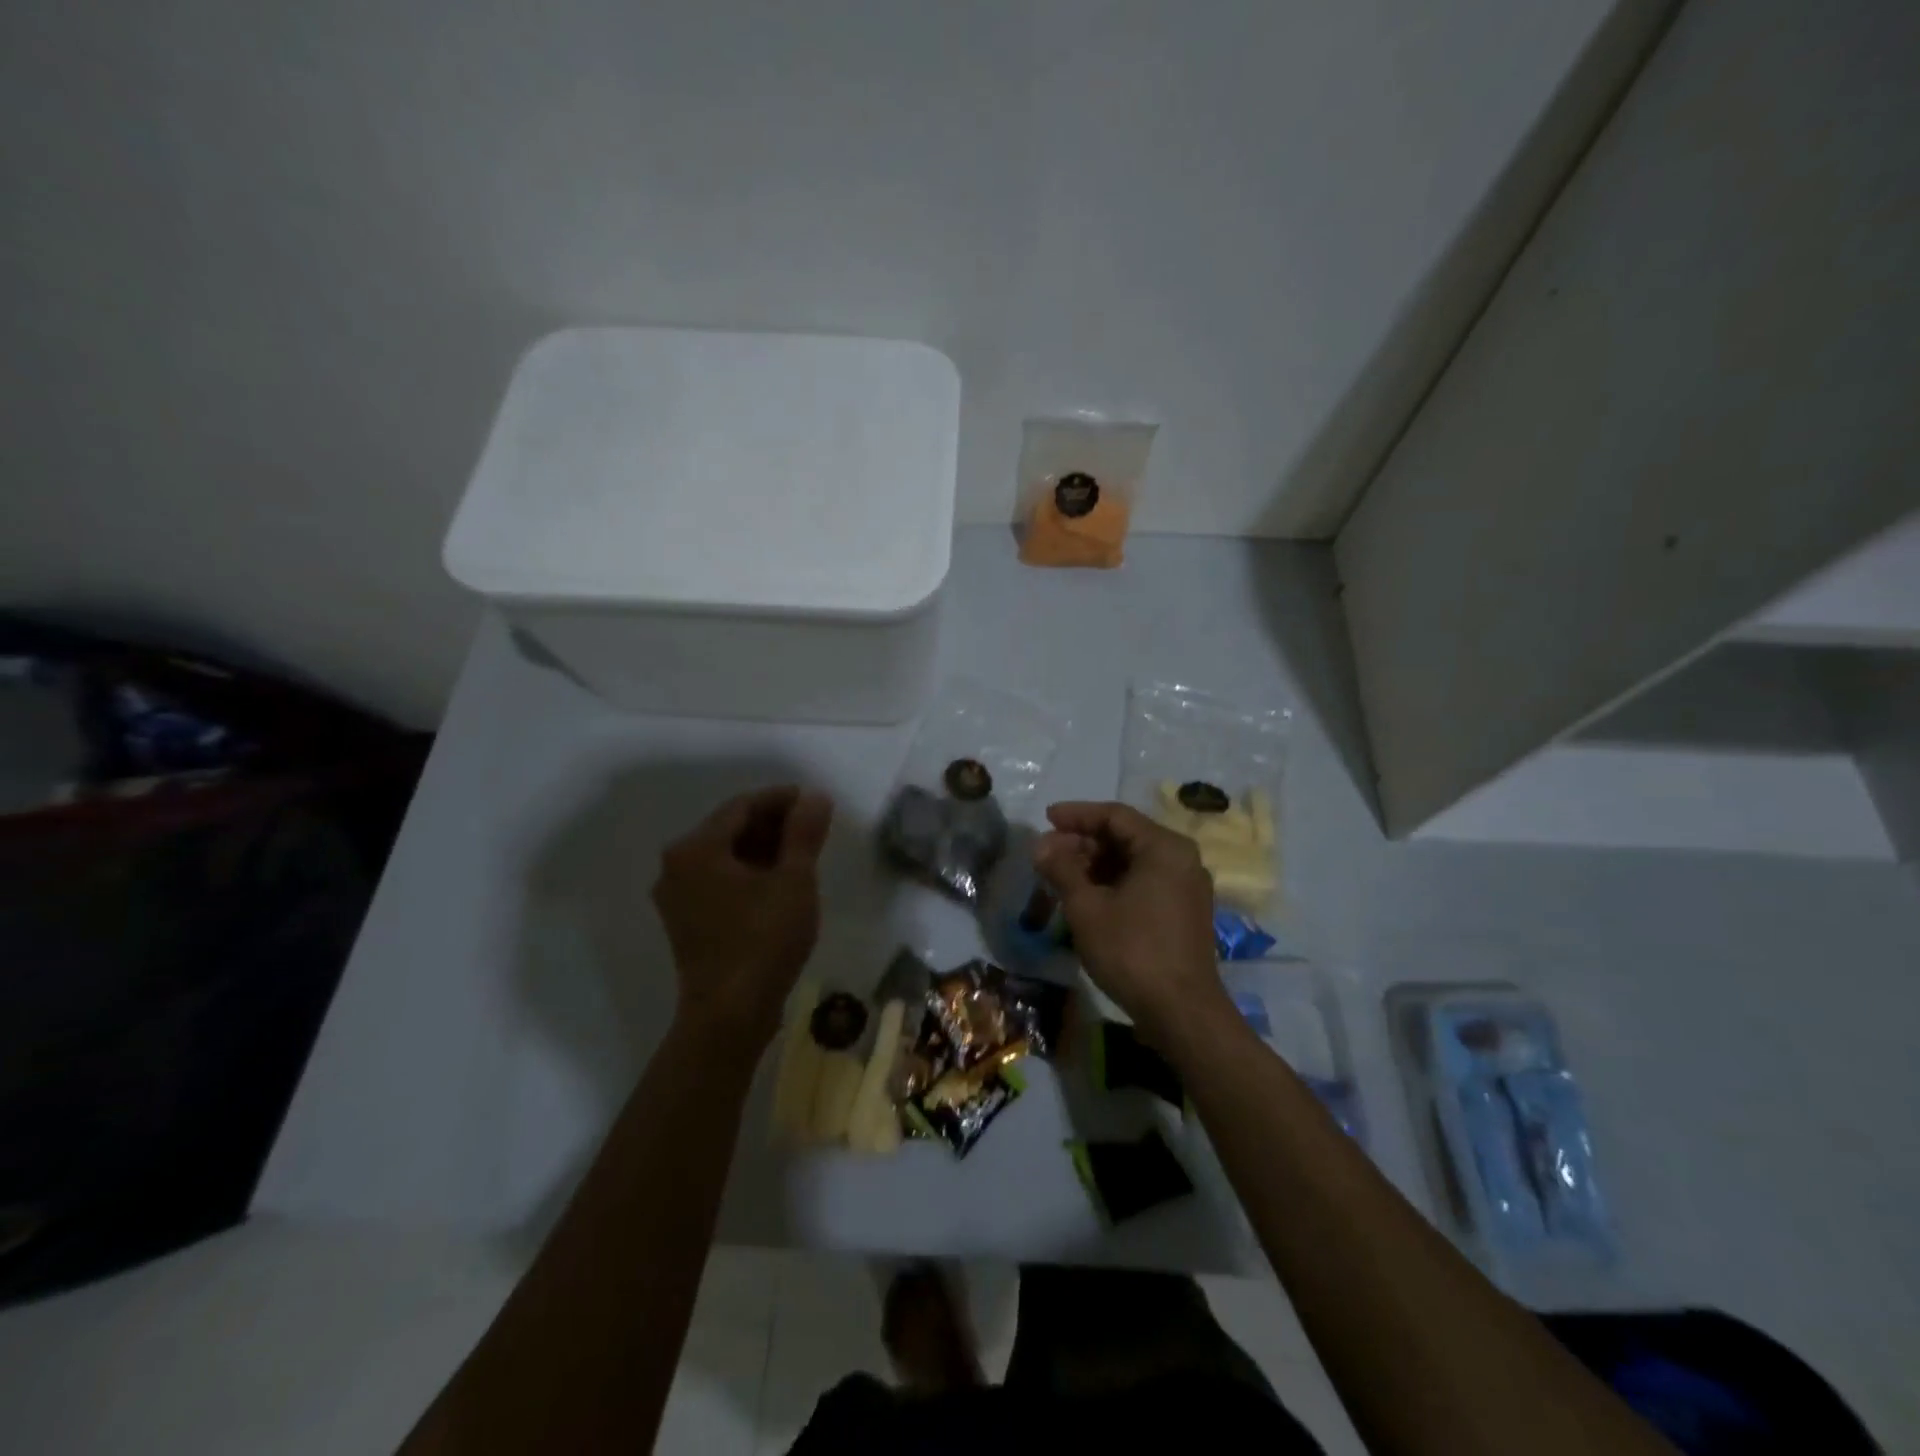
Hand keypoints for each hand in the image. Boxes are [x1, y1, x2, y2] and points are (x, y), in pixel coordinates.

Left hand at [653, 785, 833, 1050]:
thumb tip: (815, 796)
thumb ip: (804, 833)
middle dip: (774, 824)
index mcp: (696, 848)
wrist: (730, 1015)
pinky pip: (719, 880)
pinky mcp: (686, 921)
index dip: (782, 799)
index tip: (815, 802)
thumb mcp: (794, 880)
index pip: (743, 806)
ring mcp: (677, 896)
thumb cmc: (763, 940)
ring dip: (763, 848)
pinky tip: (780, 881)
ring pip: (725, 856)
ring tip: (803, 853)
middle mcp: (677, 865)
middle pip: (730, 828)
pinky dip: (749, 873)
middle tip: (813, 827)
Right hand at [1033, 801, 1227, 1041]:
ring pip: (1133, 862)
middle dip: (1082, 843)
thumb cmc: (1132, 951)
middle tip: (1047, 854)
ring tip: (1060, 877)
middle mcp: (1182, 859)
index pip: (1114, 815)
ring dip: (1095, 865)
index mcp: (1164, 847)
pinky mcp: (1184, 912)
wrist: (1181, 1013)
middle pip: (1125, 837)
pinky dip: (1113, 883)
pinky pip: (1144, 882)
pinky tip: (1086, 898)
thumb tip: (1040, 845)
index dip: (1076, 815)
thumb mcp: (1087, 907)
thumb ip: (1062, 869)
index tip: (1046, 819)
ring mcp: (1186, 887)